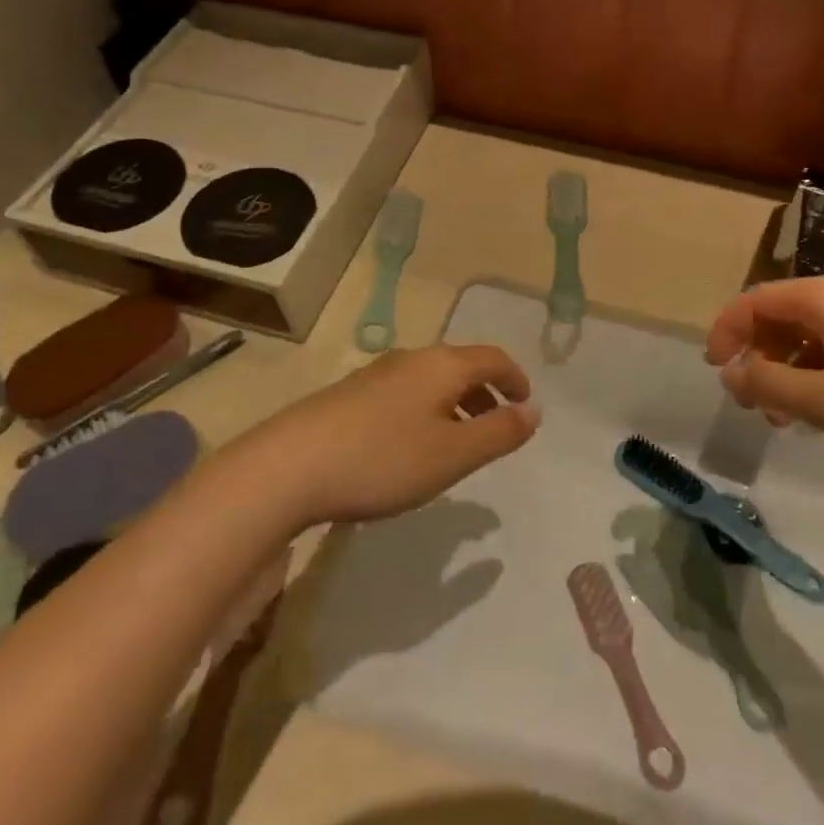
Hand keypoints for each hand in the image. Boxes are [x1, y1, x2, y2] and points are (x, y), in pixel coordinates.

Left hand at [240, 345, 539, 527]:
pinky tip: (410, 447)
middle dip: (486, 393)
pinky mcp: (349, 396)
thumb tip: (534, 410)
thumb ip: (500, 432)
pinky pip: (404, 394)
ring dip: (455, 404)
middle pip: (461, 366)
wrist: (289, 466)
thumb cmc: (384, 458)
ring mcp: (375, 375)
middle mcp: (411, 359)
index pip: (493, 358)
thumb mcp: (454, 454)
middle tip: (497, 427)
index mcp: (442, 365)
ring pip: (430, 381)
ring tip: (458, 442)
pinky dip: (426, 412)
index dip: (516, 379)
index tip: (526, 406)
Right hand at [705, 273, 823, 480]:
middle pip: (780, 315)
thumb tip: (731, 373)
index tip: (714, 372)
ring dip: (787, 372)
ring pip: (810, 335)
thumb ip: (768, 385)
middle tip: (754, 405)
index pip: (754, 301)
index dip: (725, 332)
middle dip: (757, 357)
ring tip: (789, 420)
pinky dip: (818, 375)